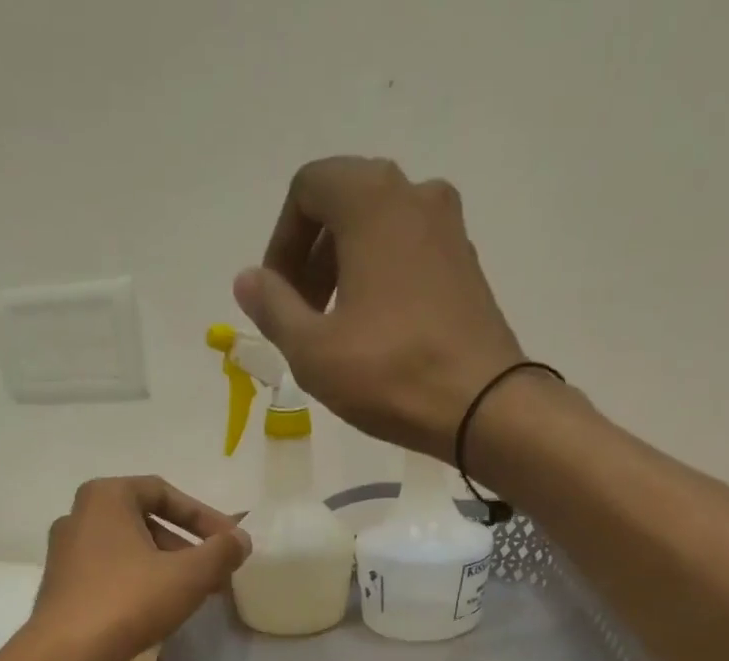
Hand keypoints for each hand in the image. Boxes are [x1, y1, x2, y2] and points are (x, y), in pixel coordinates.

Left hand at [27, 475, 249, 660]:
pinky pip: (111, 577)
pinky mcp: (64, 591)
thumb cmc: (129, 601)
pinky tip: (161, 613)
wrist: (67, 657)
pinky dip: (140, 586)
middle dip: (186, 546)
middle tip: (214, 572)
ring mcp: (66, 556)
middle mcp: (79, 518)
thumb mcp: (189, 575)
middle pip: (145, 522)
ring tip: (194, 595)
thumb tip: (241, 540)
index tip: (228, 542)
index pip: (163, 492)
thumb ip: (221, 552)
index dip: (203, 515)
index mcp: (104, 497)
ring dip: (165, 569)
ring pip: (128, 553)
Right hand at [233, 157, 528, 460]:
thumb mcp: (312, 349)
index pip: (307, 189)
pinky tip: (373, 332)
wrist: (481, 404)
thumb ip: (273, 307)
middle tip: (299, 316)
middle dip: (310, 257)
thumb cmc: (389, 372)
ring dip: (343, 270)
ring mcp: (448, 226)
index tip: (275, 297)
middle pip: (343, 204)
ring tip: (333, 330)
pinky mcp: (465, 262)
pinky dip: (378, 278)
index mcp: (371, 199)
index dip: (280, 242)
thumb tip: (247, 280)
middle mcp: (414, 193)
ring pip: (376, 229)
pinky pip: (407, 252)